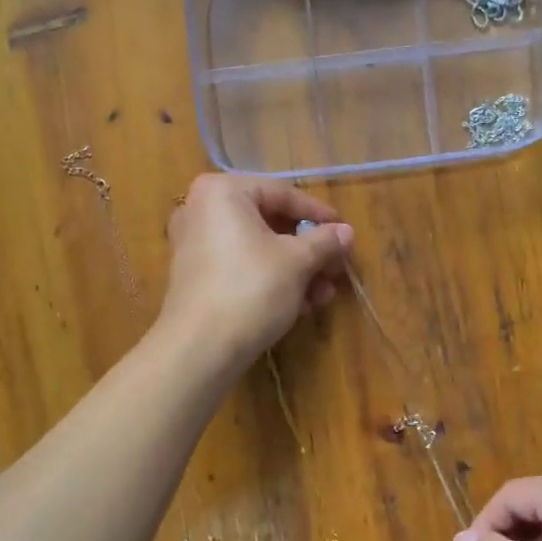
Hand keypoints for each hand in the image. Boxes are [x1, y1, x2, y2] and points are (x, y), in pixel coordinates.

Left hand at [158, 174, 352, 372]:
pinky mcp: (196, 278)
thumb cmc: (251, 289)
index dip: (318, 214)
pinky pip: (241, 267)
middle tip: (335, 269)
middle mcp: (201, 210)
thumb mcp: (298, 262)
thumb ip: (325, 241)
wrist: (200, 348)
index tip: (344, 232)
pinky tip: (300, 306)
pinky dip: (271, 281)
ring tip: (323, 296)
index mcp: (222, 192)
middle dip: (308, 250)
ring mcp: (195, 245)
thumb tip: (346, 231)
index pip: (282, 193)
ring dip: (296, 271)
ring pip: (258, 249)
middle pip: (270, 223)